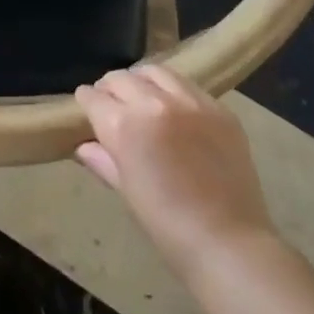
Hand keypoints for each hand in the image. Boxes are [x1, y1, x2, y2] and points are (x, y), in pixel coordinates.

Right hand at [74, 65, 280, 282]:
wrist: (228, 241)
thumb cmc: (166, 224)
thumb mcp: (127, 191)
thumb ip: (103, 160)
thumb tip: (85, 146)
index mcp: (124, 125)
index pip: (94, 97)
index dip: (86, 101)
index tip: (86, 106)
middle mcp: (154, 102)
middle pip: (121, 78)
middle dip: (110, 88)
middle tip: (111, 103)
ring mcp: (191, 102)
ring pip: (155, 72)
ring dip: (141, 80)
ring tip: (142, 96)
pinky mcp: (219, 108)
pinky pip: (188, 86)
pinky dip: (173, 91)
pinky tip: (175, 109)